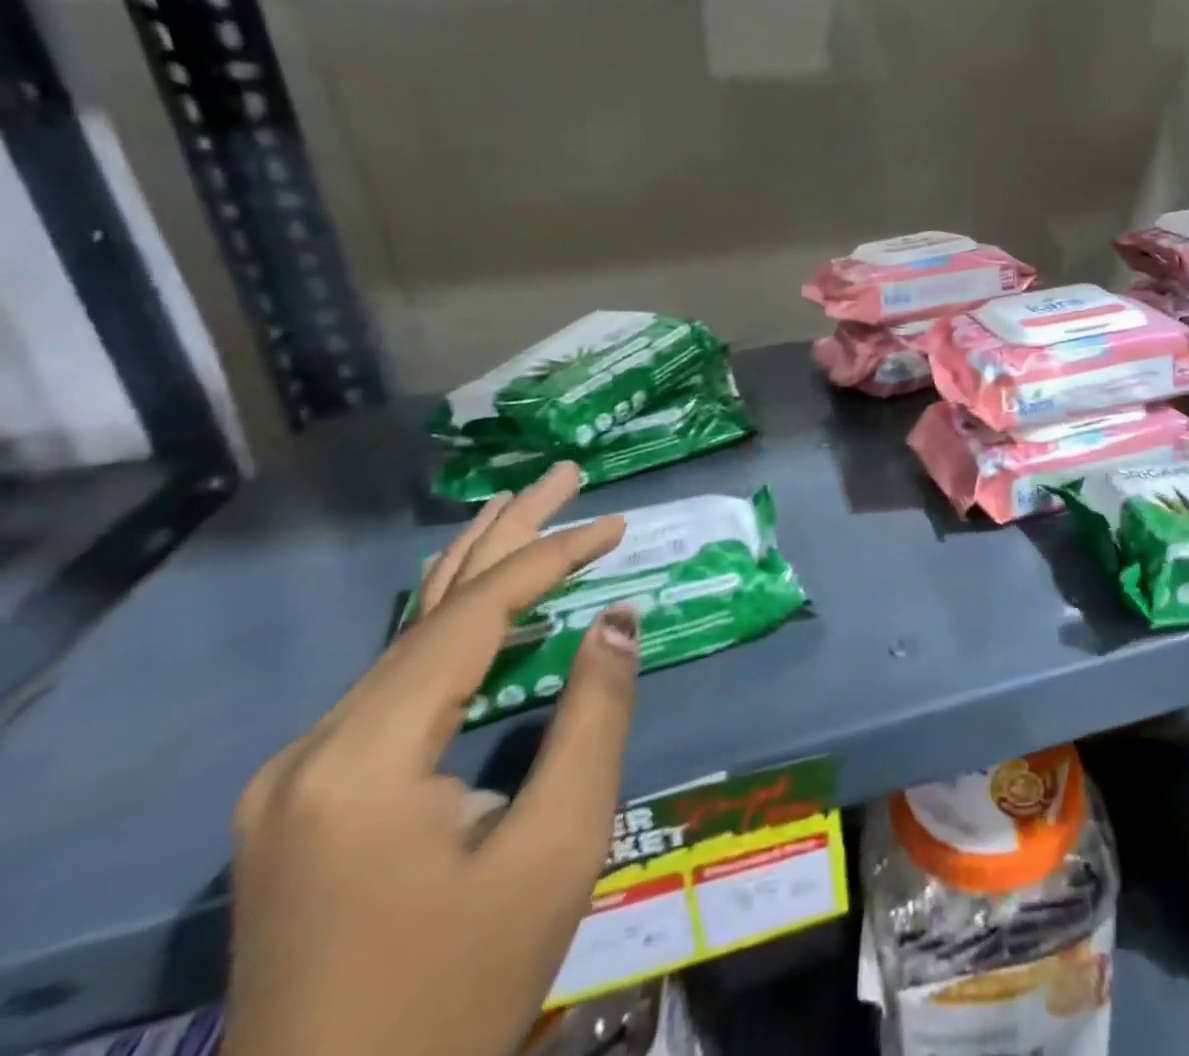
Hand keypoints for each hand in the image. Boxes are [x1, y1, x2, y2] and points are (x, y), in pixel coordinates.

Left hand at [224, 464, 637, 1055]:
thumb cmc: (461, 986)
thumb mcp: (557, 846)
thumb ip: (593, 716)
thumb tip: (620, 618)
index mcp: (363, 758)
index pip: (471, 616)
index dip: (550, 558)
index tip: (616, 522)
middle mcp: (313, 749)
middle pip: (427, 610)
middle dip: (505, 534)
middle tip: (562, 473)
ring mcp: (297, 777)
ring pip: (403, 643)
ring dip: (475, 573)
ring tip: (527, 511)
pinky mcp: (303, 802)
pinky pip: (391, 685)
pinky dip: (450, 631)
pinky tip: (482, 610)